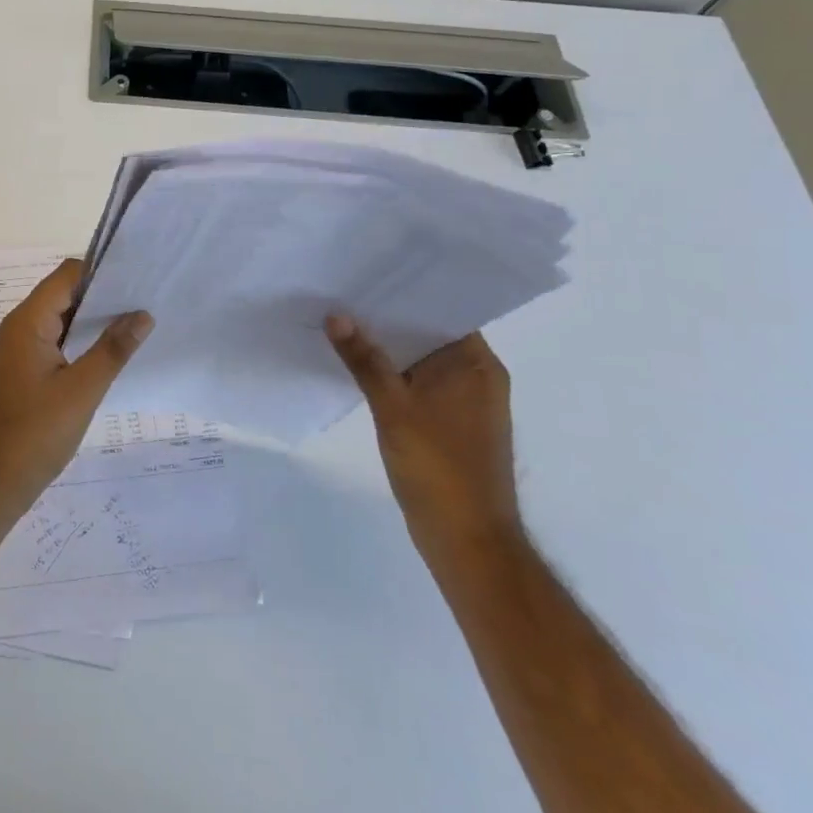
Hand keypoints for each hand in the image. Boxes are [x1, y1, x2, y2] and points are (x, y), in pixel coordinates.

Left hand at [0, 259, 152, 530]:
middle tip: (147, 303)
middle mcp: (18, 328)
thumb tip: (142, 314)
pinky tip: (108, 357)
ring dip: (92, 323)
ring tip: (137, 326)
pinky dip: (79, 344)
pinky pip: (53, 345)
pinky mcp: (20, 375)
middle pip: (63, 295)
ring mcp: (17, 352)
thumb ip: (112, 350)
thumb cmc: (32, 435)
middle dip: (103, 297)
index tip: (141, 279)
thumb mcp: (81, 392)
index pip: (67, 275)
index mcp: (27, 322)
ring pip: (59, 322)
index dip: (103, 272)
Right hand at [325, 315, 521, 569]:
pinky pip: (416, 382)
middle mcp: (476, 375)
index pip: (442, 309)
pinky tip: (354, 365)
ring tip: (339, 321)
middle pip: (427, 332)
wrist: (467, 540)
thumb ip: (364, 359)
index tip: (365, 271)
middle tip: (341, 291)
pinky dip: (390, 373)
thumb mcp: (393, 408)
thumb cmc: (438, 469)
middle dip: (386, 317)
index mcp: (476, 364)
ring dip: (385, 346)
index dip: (405, 290)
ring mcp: (463, 401)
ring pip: (418, 359)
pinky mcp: (448, 422)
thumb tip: (336, 314)